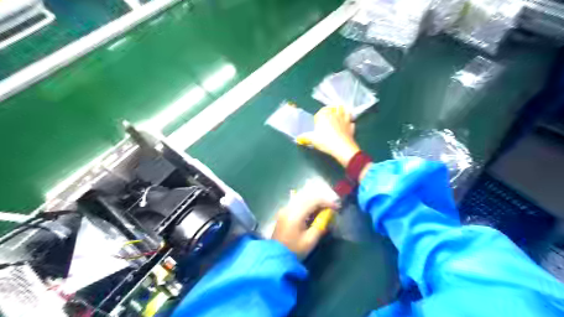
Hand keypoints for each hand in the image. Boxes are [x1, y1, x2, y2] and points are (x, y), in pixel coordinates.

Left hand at [270, 189, 335, 258]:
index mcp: (295, 214)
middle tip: (331, 208)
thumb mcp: (310, 240)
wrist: (275, 257)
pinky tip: (313, 213)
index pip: (314, 200)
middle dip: (321, 201)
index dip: (327, 202)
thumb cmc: (294, 250)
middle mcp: (289, 208)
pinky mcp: (283, 213)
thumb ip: (320, 225)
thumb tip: (328, 215)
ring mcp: (285, 209)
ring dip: (314, 203)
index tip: (337, 208)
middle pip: (307, 197)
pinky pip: (298, 204)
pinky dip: (307, 206)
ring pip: (302, 199)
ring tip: (324, 211)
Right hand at [297, 105, 358, 166]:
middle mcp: (335, 115)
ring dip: (342, 112)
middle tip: (329, 116)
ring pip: (345, 111)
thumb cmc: (325, 141)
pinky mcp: (351, 127)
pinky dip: (349, 124)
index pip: (321, 111)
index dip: (319, 116)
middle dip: (331, 111)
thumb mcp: (312, 139)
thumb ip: (305, 137)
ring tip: (339, 116)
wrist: (342, 148)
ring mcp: (345, 120)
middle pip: (334, 108)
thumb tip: (298, 138)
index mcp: (324, 116)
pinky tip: (347, 127)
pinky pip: (351, 123)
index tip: (317, 121)